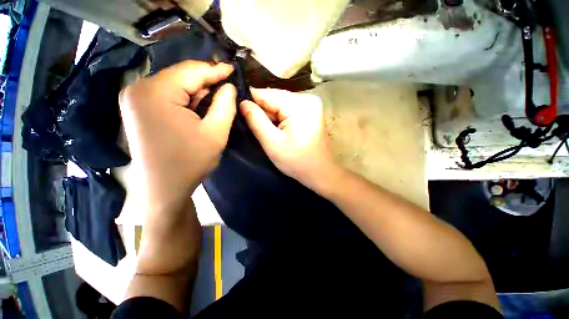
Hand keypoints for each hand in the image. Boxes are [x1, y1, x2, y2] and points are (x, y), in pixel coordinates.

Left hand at [119, 61, 235, 211]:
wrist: (162, 188)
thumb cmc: (190, 162)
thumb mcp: (216, 133)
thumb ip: (225, 105)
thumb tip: (229, 87)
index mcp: (156, 92)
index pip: (191, 70)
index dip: (215, 70)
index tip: (233, 70)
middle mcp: (139, 89)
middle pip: (182, 76)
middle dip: (207, 83)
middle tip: (228, 89)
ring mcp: (135, 99)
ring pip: (176, 86)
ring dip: (198, 93)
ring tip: (216, 102)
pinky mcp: (138, 109)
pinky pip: (168, 96)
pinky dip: (186, 100)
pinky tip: (199, 110)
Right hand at [240, 88, 335, 188]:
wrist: (321, 172)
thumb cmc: (298, 161)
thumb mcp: (273, 143)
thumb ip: (256, 121)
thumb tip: (242, 102)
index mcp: (299, 104)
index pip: (266, 94)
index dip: (250, 102)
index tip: (236, 111)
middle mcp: (306, 99)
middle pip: (274, 99)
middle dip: (261, 112)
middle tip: (249, 125)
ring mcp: (310, 105)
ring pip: (280, 105)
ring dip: (270, 117)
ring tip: (262, 129)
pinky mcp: (309, 113)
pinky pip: (287, 111)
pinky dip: (279, 119)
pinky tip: (274, 130)